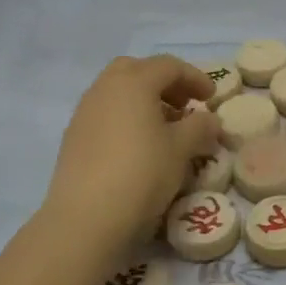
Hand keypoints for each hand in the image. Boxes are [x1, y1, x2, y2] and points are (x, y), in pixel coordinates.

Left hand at [43, 56, 222, 257]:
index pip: (168, 66)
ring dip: (143, 101)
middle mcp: (104, 89)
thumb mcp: (181, 149)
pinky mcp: (73, 138)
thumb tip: (209, 119)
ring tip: (164, 129)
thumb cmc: (141, 173)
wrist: (85, 218)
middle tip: (183, 105)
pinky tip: (138, 147)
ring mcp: (84, 113)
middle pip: (136, 70)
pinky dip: (125, 119)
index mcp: (133, 82)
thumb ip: (200, 127)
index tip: (212, 98)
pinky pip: (105, 115)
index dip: (195, 77)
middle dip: (163, 83)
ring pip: (117, 92)